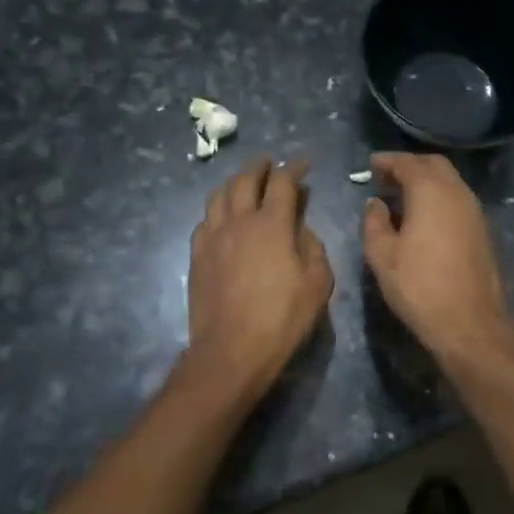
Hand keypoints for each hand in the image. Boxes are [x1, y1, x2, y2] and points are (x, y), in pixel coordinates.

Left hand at [186, 156, 333, 403]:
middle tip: (270, 162)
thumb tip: (301, 227)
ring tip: (244, 180)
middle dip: (260, 166)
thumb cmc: (282, 319)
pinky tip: (222, 216)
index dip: (294, 168)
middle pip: (245, 179)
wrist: (231, 350)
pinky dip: (217, 209)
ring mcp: (213, 237)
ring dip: (234, 181)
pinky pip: (205, 220)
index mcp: (272, 224)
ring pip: (219, 194)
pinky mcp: (196, 255)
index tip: (303, 164)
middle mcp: (239, 221)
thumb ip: (312, 247)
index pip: (282, 182)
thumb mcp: (317, 283)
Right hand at [362, 153, 513, 366]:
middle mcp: (457, 192)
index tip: (371, 165)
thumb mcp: (382, 255)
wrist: (470, 324)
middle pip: (434, 164)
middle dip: (409, 165)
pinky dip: (439, 197)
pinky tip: (424, 217)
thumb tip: (376, 202)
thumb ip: (374, 221)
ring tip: (402, 196)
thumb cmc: (419, 287)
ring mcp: (475, 211)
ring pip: (450, 181)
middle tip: (386, 177)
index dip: (387, 161)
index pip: (407, 163)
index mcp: (431, 192)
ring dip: (426, 181)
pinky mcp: (483, 230)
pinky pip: (458, 199)